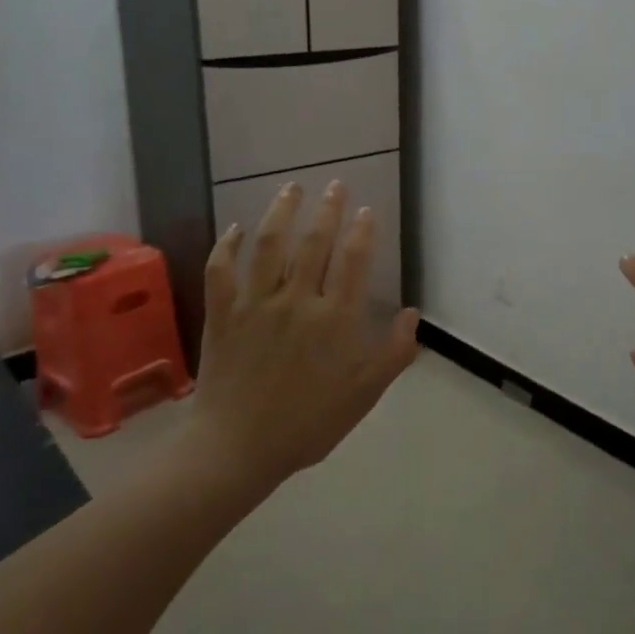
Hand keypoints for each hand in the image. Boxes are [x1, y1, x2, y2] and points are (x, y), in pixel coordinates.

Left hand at [189, 182, 419, 483]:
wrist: (238, 449)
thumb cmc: (309, 424)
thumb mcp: (364, 394)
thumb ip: (394, 353)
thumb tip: (412, 314)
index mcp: (335, 319)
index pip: (354, 261)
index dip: (362, 231)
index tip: (367, 210)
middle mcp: (297, 300)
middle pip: (315, 243)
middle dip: (328, 209)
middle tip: (335, 184)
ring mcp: (256, 304)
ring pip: (269, 245)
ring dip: (282, 212)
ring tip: (291, 188)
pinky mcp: (224, 314)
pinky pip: (222, 271)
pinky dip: (227, 247)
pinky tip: (235, 229)